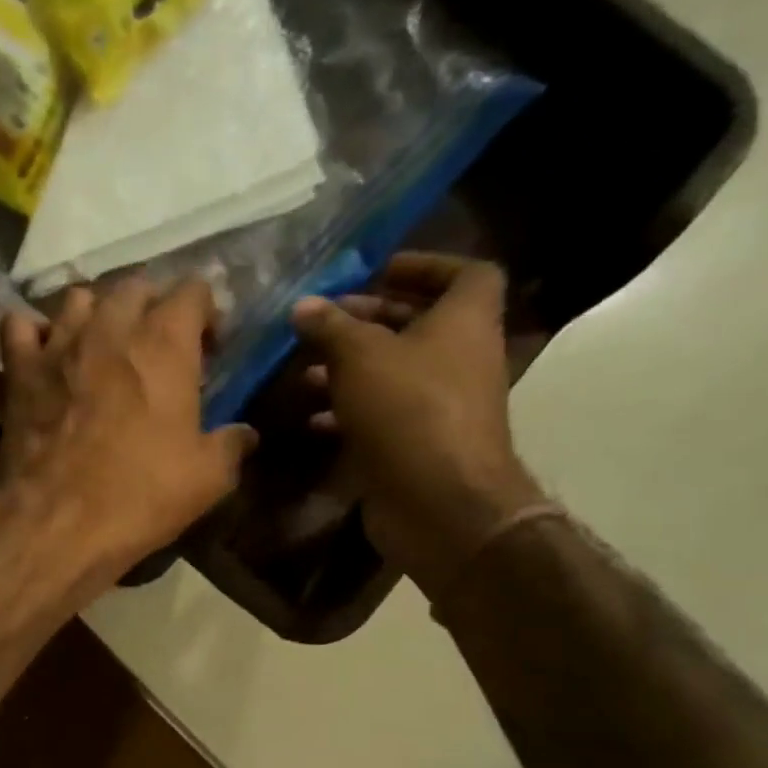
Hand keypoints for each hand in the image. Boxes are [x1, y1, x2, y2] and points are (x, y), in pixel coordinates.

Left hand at [0, 276, 257, 592]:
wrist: (56, 522)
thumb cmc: (138, 495)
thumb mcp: (206, 479)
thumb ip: (230, 446)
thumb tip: (245, 434)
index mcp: (164, 344)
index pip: (193, 290)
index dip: (205, 313)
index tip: (208, 349)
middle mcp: (110, 328)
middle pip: (135, 287)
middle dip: (152, 308)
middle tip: (157, 350)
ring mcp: (57, 344)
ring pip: (78, 299)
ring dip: (95, 314)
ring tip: (101, 349)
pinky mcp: (18, 370)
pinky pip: (19, 326)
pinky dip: (33, 335)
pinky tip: (44, 358)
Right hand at [293, 253, 546, 597]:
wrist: (439, 502)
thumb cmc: (408, 410)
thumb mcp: (360, 356)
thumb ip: (331, 327)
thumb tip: (303, 305)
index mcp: (464, 321)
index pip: (465, 273)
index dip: (424, 265)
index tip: (377, 271)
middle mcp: (459, 358)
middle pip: (419, 324)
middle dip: (369, 320)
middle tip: (324, 322)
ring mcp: (439, 406)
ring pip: (394, 373)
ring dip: (350, 368)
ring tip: (304, 371)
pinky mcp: (417, 444)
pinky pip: (382, 415)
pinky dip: (349, 412)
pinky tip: (312, 418)